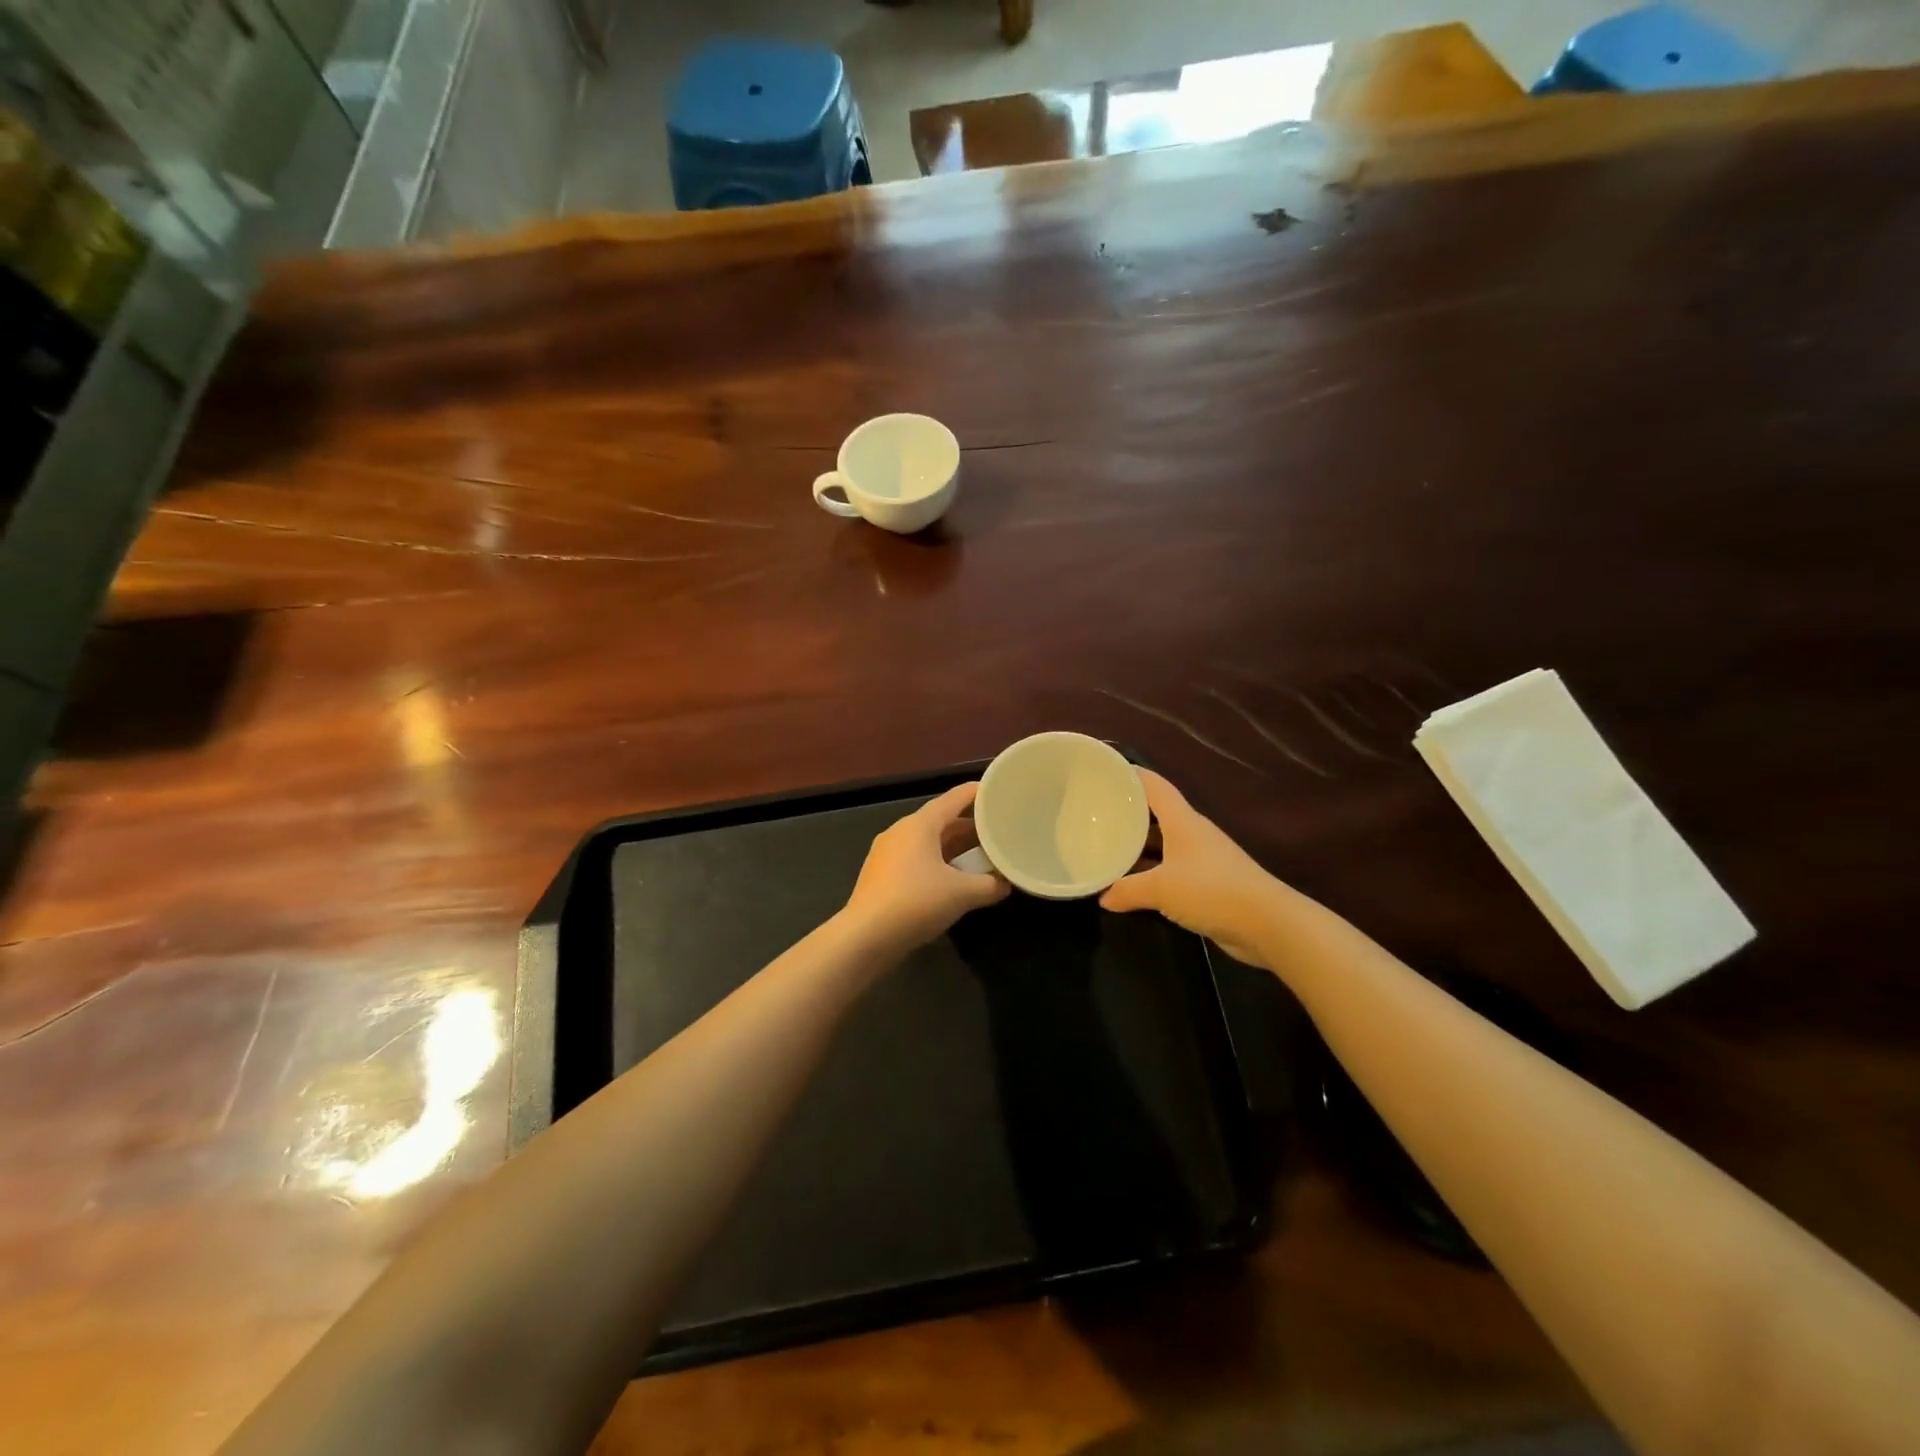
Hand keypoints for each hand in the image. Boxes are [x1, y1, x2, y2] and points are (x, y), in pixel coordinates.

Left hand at [843, 782, 1008, 950]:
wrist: (865, 937)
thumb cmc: (916, 902)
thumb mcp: (962, 894)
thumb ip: (990, 885)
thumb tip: (1006, 883)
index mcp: (919, 824)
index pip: (953, 798)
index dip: (977, 793)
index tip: (998, 791)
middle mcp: (901, 831)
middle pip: (941, 821)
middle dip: (969, 827)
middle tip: (997, 832)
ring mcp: (887, 854)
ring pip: (928, 843)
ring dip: (954, 848)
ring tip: (980, 857)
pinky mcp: (881, 876)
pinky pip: (916, 860)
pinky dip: (938, 864)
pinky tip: (952, 881)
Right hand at [1100, 769, 1277, 963]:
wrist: (1267, 924)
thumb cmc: (1211, 890)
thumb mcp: (1161, 889)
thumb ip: (1128, 890)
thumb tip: (1103, 897)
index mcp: (1182, 821)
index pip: (1154, 786)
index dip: (1131, 775)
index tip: (1105, 772)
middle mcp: (1193, 833)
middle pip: (1157, 814)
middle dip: (1129, 813)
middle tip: (1097, 815)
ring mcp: (1203, 858)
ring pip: (1164, 843)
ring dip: (1140, 846)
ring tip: (1108, 848)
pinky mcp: (1209, 882)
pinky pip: (1172, 869)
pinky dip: (1153, 872)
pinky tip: (1134, 884)